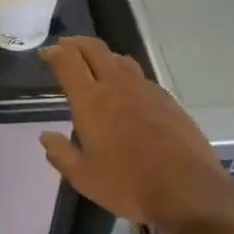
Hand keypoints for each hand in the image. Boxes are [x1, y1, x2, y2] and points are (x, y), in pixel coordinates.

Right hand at [39, 37, 233, 233]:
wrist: (187, 190)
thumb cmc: (127, 184)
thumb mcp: (83, 177)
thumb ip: (60, 153)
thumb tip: (46, 136)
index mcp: (91, 100)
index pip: (68, 62)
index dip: (54, 53)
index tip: (46, 54)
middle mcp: (117, 85)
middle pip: (94, 49)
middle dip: (76, 44)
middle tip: (65, 48)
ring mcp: (145, 89)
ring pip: (120, 59)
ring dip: (102, 56)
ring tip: (95, 65)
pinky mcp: (167, 99)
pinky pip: (140, 77)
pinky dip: (125, 75)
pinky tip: (127, 92)